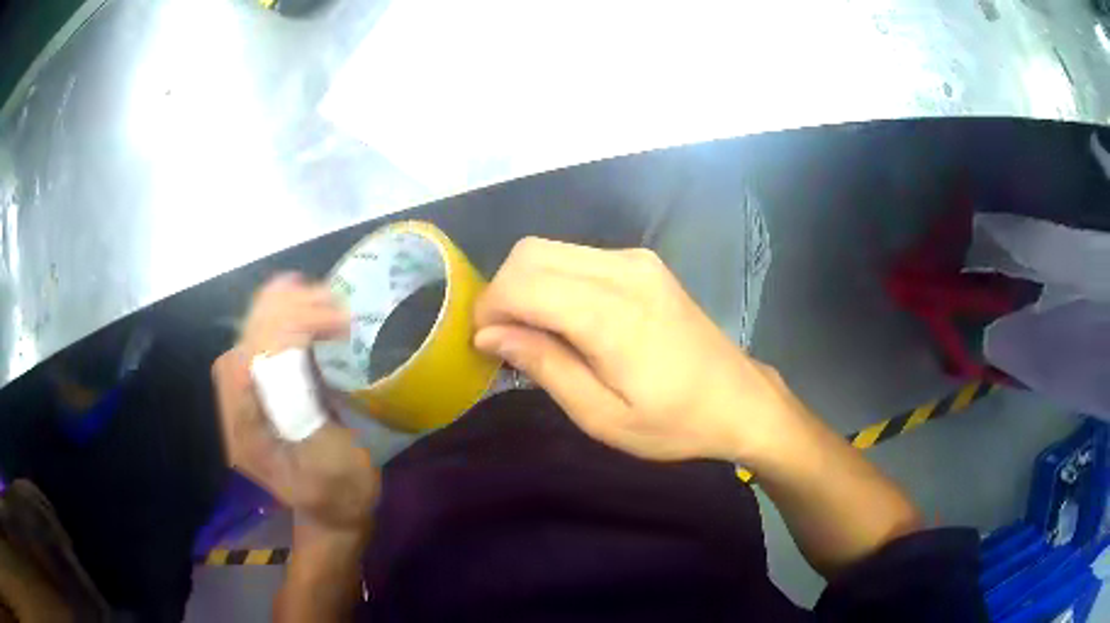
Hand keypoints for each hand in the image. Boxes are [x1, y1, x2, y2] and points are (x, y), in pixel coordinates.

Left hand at [212, 274, 378, 531]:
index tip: (332, 322)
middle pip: (245, 344)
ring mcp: (247, 398)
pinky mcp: (262, 390)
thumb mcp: (330, 464)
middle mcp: (238, 409)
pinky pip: (261, 344)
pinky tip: (299, 302)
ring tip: (314, 291)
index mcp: (248, 433)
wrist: (333, 514)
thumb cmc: (339, 495)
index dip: (284, 331)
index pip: (249, 364)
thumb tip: (293, 356)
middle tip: (330, 301)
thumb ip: (304, 413)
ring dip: (278, 308)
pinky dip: (279, 318)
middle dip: (283, 313)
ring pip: (249, 338)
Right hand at [473, 238, 799, 462]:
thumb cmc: (675, 422)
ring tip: (534, 333)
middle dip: (502, 292)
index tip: (485, 345)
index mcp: (613, 314)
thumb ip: (545, 366)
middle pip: (530, 253)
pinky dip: (553, 280)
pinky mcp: (643, 262)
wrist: (739, 400)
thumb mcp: (603, 417)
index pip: (522, 284)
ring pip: (550, 249)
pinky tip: (565, 318)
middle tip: (505, 340)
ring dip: (526, 284)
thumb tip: (490, 335)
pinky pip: (576, 256)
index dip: (489, 309)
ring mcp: (636, 260)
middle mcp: (623, 270)